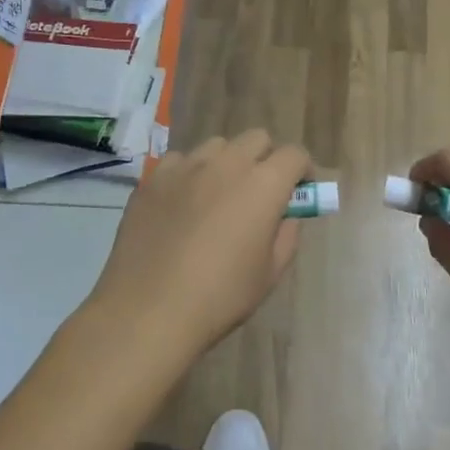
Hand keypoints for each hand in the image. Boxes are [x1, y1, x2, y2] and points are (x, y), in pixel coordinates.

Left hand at [90, 131, 310, 359]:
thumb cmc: (219, 297)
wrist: (148, 311)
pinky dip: (189, 174)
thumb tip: (285, 215)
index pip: (294, 154)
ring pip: (217, 146)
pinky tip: (182, 204)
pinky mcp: (153, 178)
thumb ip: (286, 234)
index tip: (299, 191)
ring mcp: (186, 167)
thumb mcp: (270, 273)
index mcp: (264, 184)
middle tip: (260, 192)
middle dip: (266, 159)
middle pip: (256, 139)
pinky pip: (180, 161)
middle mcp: (227, 164)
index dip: (302, 170)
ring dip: (227, 162)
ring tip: (218, 195)